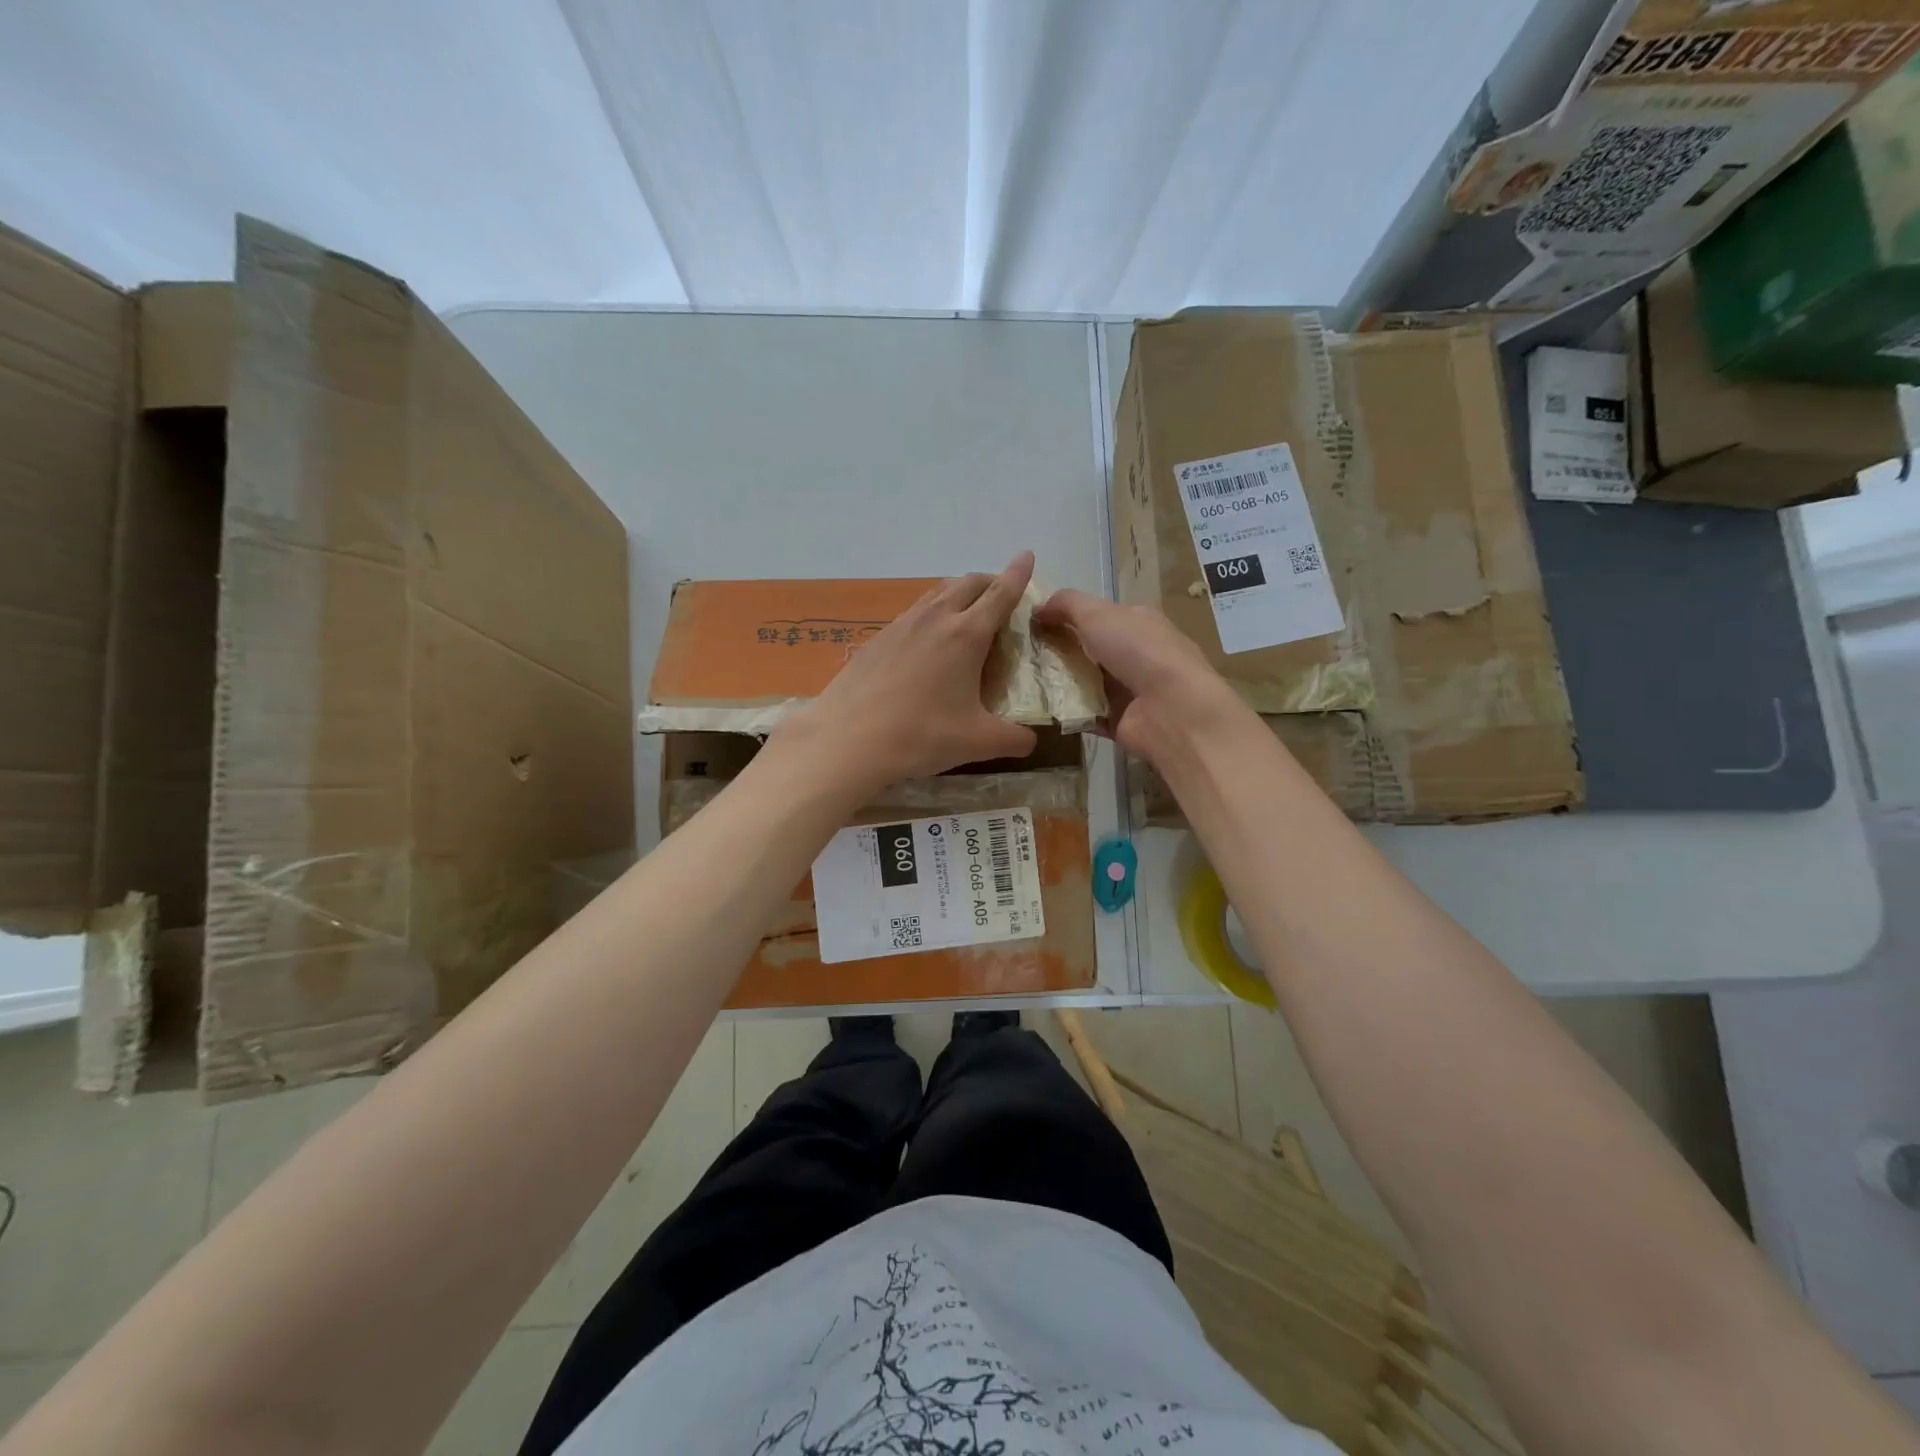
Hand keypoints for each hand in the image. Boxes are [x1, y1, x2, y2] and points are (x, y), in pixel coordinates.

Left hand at [769, 553, 1040, 800]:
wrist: (848, 740)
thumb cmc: (921, 736)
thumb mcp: (978, 742)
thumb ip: (1013, 739)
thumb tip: (1031, 742)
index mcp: (967, 634)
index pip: (1000, 594)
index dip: (1018, 574)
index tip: (1027, 555)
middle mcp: (935, 619)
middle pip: (967, 583)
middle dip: (989, 582)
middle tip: (1001, 594)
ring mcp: (901, 626)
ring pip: (936, 594)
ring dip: (957, 594)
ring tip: (965, 612)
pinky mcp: (876, 640)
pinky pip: (912, 614)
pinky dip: (930, 615)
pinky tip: (925, 641)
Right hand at [1033, 589, 1248, 763]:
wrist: (1172, 709)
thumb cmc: (1138, 650)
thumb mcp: (1097, 613)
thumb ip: (1065, 604)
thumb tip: (1037, 608)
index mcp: (1137, 623)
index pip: (1097, 616)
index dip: (1064, 617)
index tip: (1030, 625)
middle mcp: (1135, 655)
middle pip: (1087, 650)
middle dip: (1056, 652)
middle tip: (1019, 656)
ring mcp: (1129, 691)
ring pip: (1084, 683)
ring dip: (1057, 683)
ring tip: (1021, 682)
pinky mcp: (1119, 722)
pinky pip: (1085, 714)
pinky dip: (1065, 713)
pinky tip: (1037, 709)